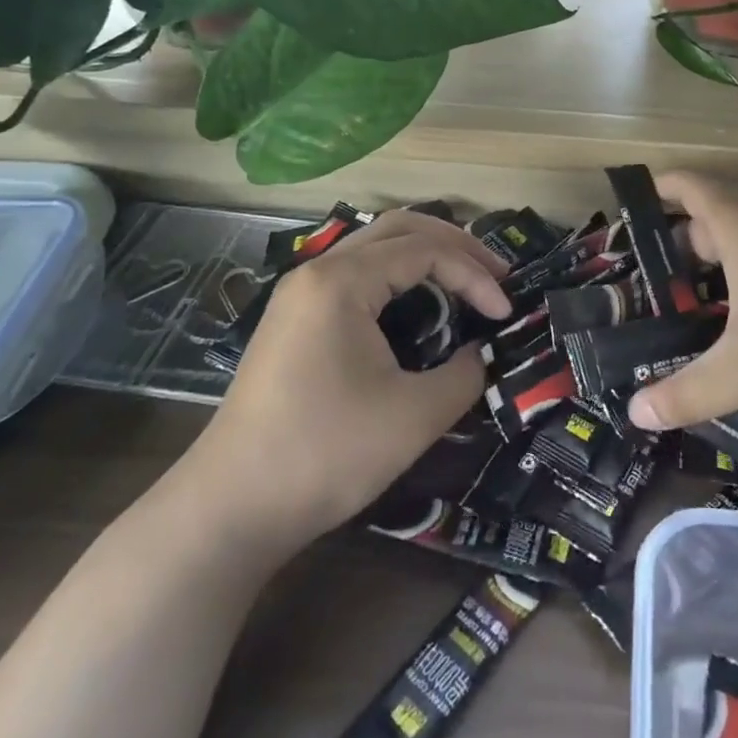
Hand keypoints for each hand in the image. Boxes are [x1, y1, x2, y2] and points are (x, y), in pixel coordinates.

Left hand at [182, 209, 508, 542]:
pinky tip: (417, 303)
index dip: (474, 275)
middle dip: (455, 245)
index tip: (505, 313)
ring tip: (465, 280)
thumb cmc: (326, 454)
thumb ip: (464, 374)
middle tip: (495, 274)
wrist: (231, 508)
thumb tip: (479, 354)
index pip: (425, 251)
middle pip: (398, 228)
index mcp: (342, 281)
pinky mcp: (294, 320)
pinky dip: (397, 276)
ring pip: (374, 247)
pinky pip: (356, 275)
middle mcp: (317, 272)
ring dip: (424, 255)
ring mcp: (300, 294)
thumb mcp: (414, 416)